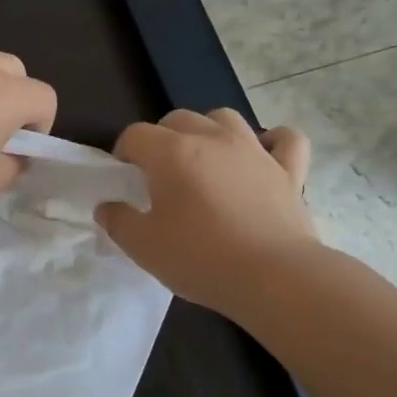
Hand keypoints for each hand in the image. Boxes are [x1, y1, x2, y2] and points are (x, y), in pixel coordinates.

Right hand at [97, 108, 317, 313]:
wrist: (274, 278)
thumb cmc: (201, 259)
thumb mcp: (143, 247)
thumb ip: (118, 221)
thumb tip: (107, 206)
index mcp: (172, 154)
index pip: (135, 134)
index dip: (123, 153)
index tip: (123, 179)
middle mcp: (213, 140)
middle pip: (178, 119)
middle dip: (161, 139)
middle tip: (159, 174)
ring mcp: (255, 151)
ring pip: (226, 118)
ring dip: (209, 131)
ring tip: (203, 159)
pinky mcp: (289, 170)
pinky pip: (285, 140)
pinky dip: (272, 142)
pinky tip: (263, 155)